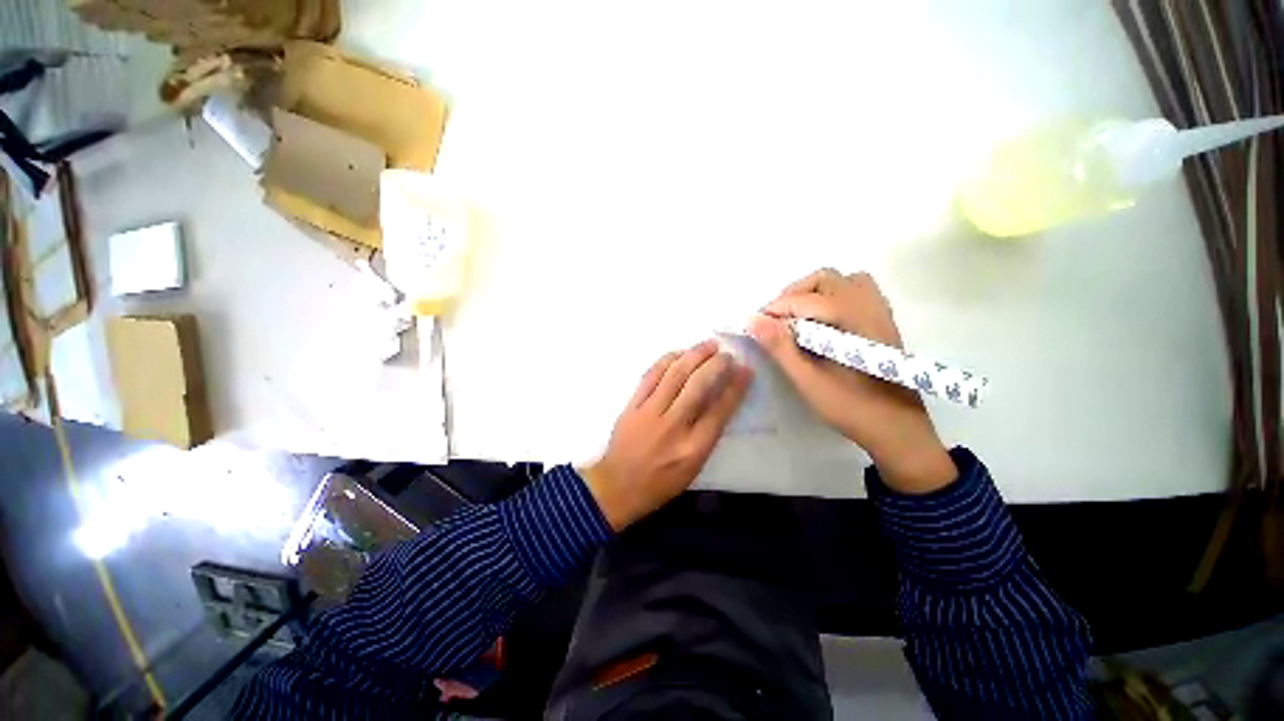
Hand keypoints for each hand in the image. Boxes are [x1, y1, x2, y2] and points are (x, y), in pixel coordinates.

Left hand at [583, 341, 751, 529]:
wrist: (617, 486)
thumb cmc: (660, 483)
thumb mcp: (694, 468)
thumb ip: (708, 435)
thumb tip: (721, 401)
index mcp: (693, 448)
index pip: (720, 410)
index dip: (735, 387)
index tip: (745, 370)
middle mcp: (673, 427)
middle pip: (698, 386)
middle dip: (716, 365)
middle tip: (727, 354)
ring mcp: (649, 413)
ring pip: (675, 375)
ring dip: (694, 355)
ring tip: (708, 345)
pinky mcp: (632, 405)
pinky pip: (650, 376)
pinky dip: (666, 360)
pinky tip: (678, 353)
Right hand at [747, 269, 955, 493]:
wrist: (897, 428)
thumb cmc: (850, 407)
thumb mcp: (807, 379)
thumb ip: (779, 346)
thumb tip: (752, 320)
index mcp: (851, 317)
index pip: (802, 300)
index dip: (773, 309)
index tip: (754, 326)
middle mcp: (867, 304)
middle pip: (823, 279)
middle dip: (792, 295)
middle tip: (774, 321)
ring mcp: (878, 310)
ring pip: (841, 281)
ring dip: (813, 292)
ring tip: (796, 318)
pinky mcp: (881, 320)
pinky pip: (856, 291)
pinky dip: (832, 296)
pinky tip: (822, 321)